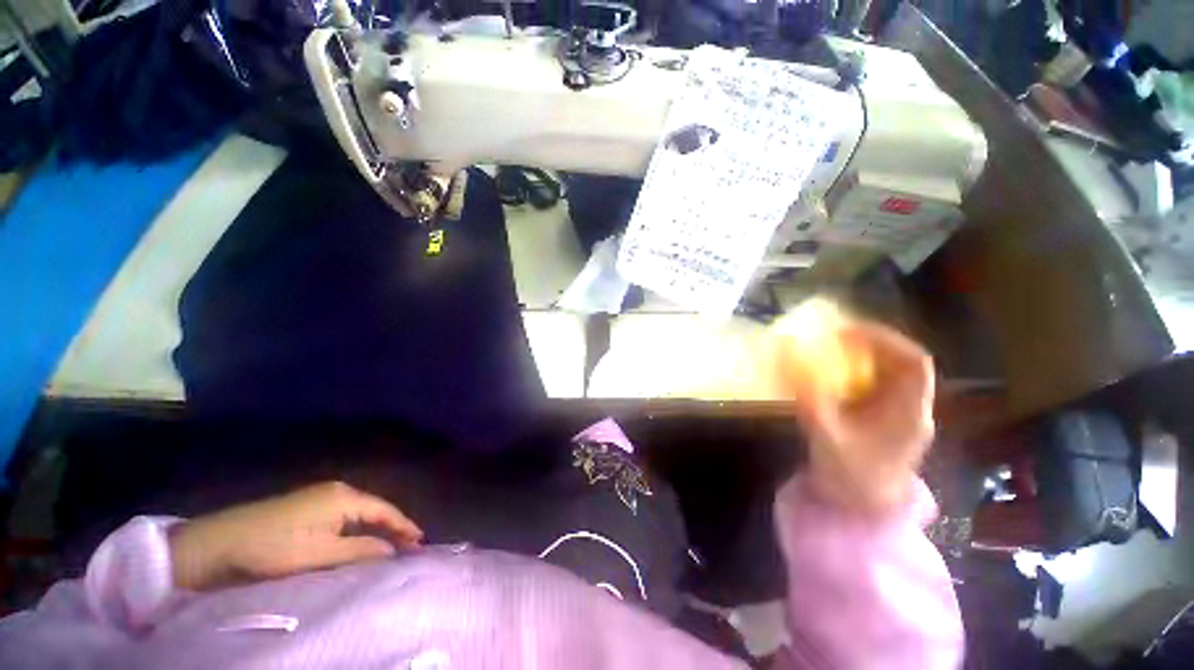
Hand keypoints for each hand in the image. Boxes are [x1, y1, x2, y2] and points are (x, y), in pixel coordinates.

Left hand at [170, 481, 422, 590]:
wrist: (218, 542)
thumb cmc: (272, 548)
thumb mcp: (318, 555)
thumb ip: (360, 551)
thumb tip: (393, 550)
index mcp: (344, 497)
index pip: (385, 510)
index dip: (405, 526)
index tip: (421, 542)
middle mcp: (337, 490)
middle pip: (375, 509)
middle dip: (393, 527)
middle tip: (410, 547)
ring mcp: (320, 496)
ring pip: (360, 513)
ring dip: (376, 529)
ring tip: (391, 546)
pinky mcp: (307, 506)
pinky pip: (345, 516)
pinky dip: (359, 529)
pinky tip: (360, 540)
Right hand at [790, 322, 935, 515]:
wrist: (860, 512)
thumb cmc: (850, 478)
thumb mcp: (827, 436)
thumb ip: (810, 398)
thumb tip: (790, 362)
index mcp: (909, 414)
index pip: (914, 363)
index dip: (885, 340)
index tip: (848, 332)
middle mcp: (911, 409)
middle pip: (901, 364)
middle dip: (868, 345)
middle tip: (832, 338)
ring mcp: (898, 415)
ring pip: (888, 374)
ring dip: (860, 358)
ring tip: (828, 352)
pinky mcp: (882, 420)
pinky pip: (873, 386)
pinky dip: (853, 374)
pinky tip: (830, 376)